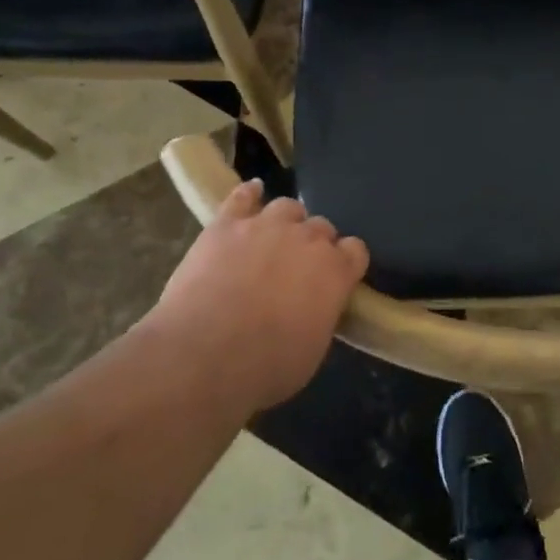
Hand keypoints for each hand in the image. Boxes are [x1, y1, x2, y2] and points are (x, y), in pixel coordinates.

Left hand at [153, 180, 368, 413]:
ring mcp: (266, 226)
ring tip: (274, 238)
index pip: (355, 250)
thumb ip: (322, 315)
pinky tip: (252, 193)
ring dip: (285, 221)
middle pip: (322, 227)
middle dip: (314, 244)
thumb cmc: (267, 366)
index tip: (336, 278)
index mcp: (335, 271)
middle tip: (297, 268)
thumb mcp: (313, 350)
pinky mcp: (226, 224)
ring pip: (287, 207)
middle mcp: (307, 239)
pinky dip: (249, 194)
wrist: (204, 355)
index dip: (346, 262)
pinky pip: (242, 196)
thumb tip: (316, 307)